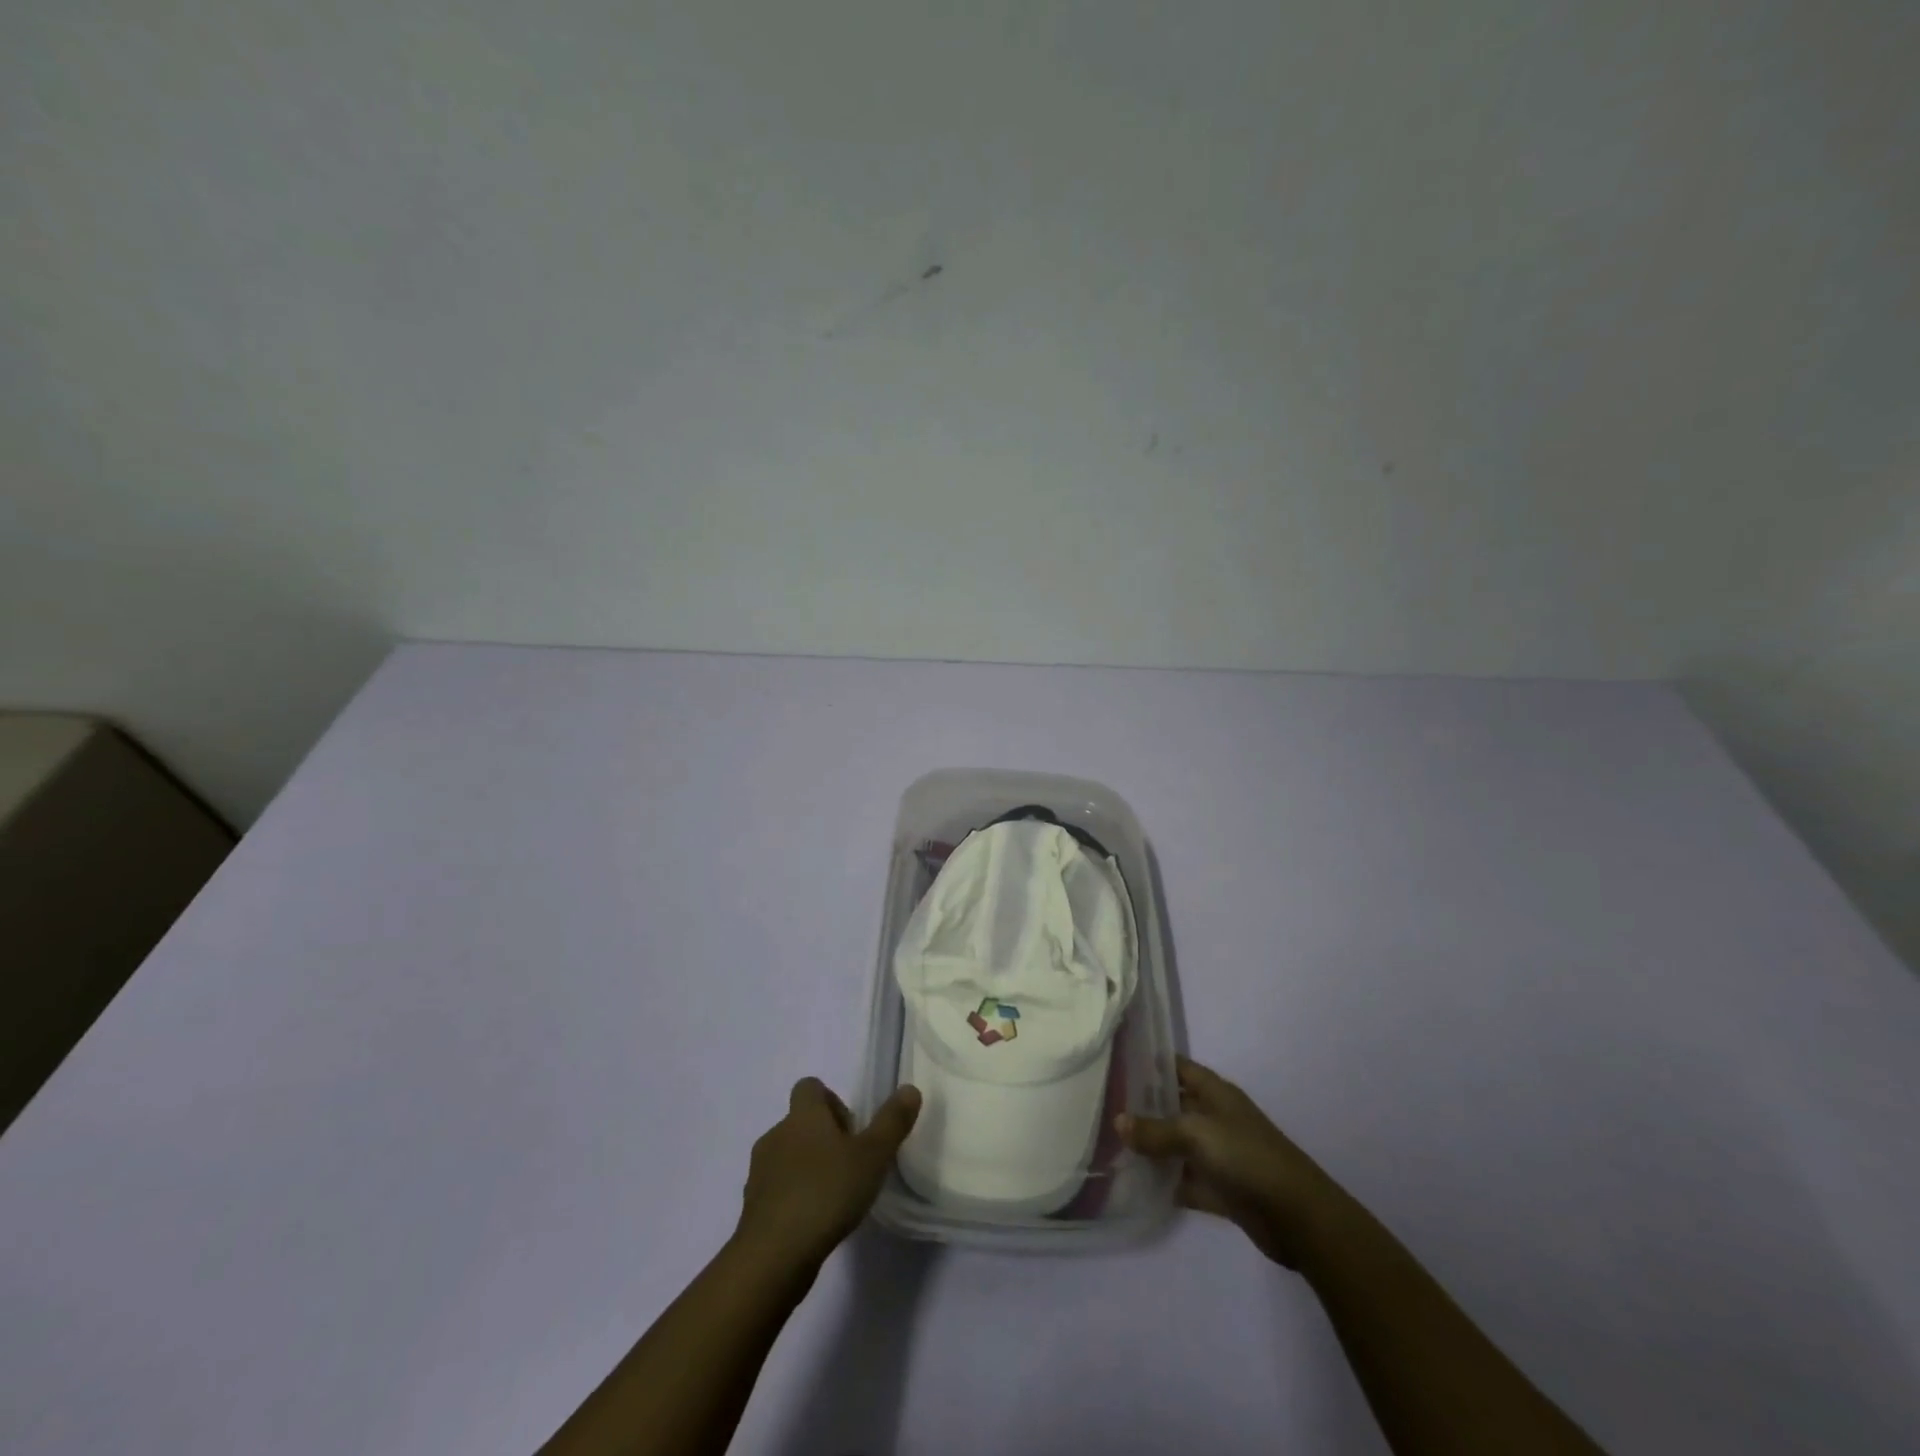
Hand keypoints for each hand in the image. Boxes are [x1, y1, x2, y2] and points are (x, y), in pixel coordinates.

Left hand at [734, 1078, 920, 1271]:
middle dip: (824, 1138)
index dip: (831, 1101)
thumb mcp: (872, 1156)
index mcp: (803, 1115)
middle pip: (800, 1122)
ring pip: (787, 1155)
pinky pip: (776, 1189)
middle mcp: (777, 1134)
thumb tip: (910, 1089)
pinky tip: (813, 1222)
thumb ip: (892, 1122)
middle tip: (851, 1165)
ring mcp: (760, 1171)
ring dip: (808, 1168)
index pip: (810, 1087)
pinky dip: (793, 1196)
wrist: (773, 1256)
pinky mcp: (752, 1206)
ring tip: (834, 1196)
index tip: (851, 1130)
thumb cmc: (826, 1193)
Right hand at [1118, 1055, 1350, 1269]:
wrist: (1298, 1216)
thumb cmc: (1247, 1157)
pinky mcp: (1220, 1190)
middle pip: (1173, 1106)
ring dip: (1150, 1148)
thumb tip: (1118, 1122)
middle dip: (1142, 1107)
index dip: (1151, 1063)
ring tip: (1108, 1144)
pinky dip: (1164, 1183)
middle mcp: (1215, 1119)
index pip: (1178, 1067)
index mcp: (1215, 1093)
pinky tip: (1133, 1184)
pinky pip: (1184, 1181)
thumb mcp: (1196, 1134)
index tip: (1117, 1062)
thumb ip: (1156, 1130)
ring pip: (1176, 1146)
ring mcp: (1218, 1155)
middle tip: (1102, 1106)